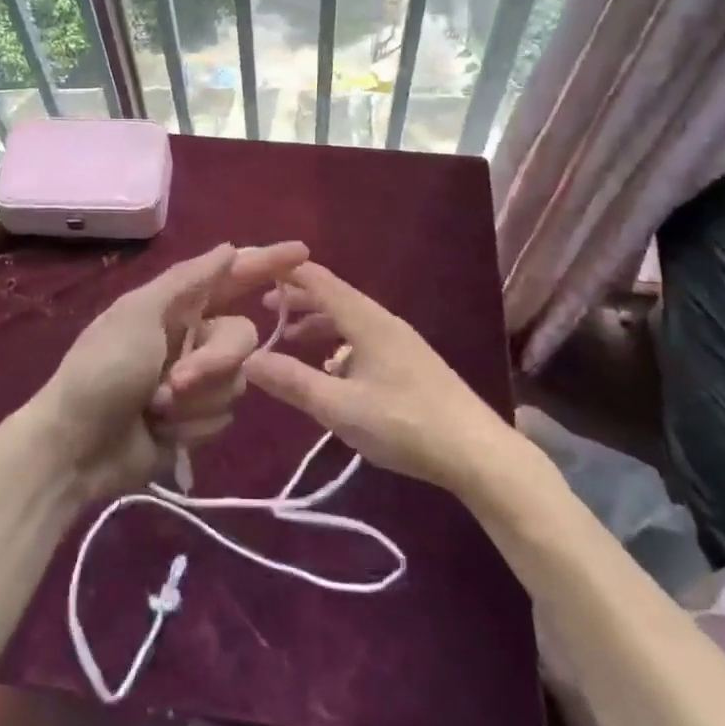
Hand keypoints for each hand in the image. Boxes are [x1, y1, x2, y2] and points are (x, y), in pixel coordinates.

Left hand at [28, 240, 309, 500]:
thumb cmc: (102, 369)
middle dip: (213, 362)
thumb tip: (230, 248)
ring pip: (237, 381)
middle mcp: (193, 337)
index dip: (268, 263)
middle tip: (174, 381)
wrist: (75, 448)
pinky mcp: (197, 420)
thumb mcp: (139, 314)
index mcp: (177, 305)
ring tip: (156, 408)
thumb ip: (188, 281)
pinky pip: (223, 417)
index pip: (233, 277)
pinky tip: (160, 431)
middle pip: (241, 337)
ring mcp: (197, 381)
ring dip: (196, 399)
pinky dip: (191, 426)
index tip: (303, 252)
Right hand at [247, 262, 513, 493]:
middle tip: (264, 310)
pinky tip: (332, 372)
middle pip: (334, 297)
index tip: (256, 272)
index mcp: (366, 320)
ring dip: (318, 324)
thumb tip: (247, 359)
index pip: (319, 280)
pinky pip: (364, 339)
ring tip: (290, 341)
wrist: (478, 453)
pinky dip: (339, 344)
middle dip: (298, 300)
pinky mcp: (410, 363)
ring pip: (350, 320)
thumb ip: (292, 382)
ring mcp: (400, 341)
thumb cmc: (404, 423)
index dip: (288, 272)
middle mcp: (383, 321)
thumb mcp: (339, 407)